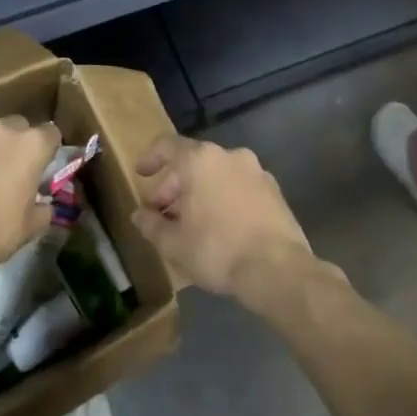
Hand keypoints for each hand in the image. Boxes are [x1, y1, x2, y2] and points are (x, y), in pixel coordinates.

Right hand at [132, 135, 315, 303]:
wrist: (277, 269)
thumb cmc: (216, 250)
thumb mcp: (173, 243)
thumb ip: (151, 224)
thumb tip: (139, 215)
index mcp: (201, 160)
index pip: (167, 146)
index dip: (150, 158)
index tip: (141, 174)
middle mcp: (230, 156)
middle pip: (193, 162)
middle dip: (174, 185)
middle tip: (163, 212)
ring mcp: (258, 172)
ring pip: (218, 175)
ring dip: (200, 193)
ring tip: (190, 222)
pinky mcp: (276, 192)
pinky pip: (239, 188)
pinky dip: (224, 199)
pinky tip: (219, 226)